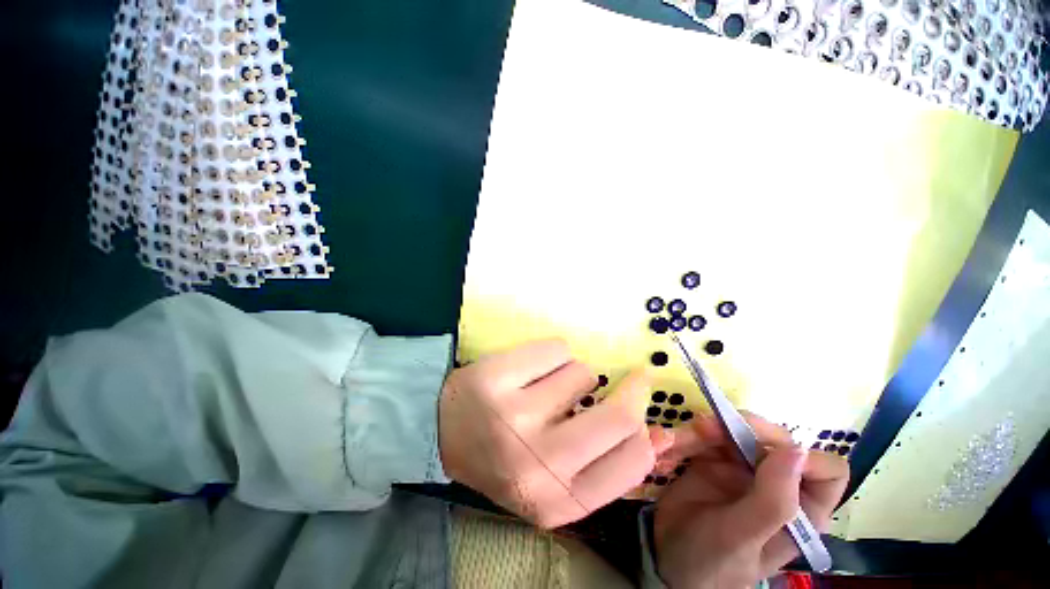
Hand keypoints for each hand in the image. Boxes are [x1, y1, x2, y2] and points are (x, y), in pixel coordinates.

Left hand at [439, 339, 672, 527]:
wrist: (444, 433)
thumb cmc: (506, 457)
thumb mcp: (555, 478)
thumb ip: (606, 462)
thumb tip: (661, 434)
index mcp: (559, 500)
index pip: (633, 461)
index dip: (644, 428)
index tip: (639, 404)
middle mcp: (539, 464)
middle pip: (618, 415)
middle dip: (629, 389)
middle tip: (624, 378)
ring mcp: (514, 418)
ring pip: (583, 372)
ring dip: (573, 375)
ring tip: (545, 387)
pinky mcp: (496, 378)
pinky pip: (556, 348)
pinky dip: (551, 354)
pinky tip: (529, 370)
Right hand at [653, 414, 848, 588]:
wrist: (666, 559)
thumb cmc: (711, 562)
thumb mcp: (741, 538)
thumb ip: (772, 502)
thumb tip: (796, 451)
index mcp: (800, 511)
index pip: (825, 472)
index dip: (804, 457)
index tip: (764, 452)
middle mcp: (776, 485)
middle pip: (776, 441)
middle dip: (744, 429)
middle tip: (708, 428)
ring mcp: (743, 470)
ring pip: (738, 431)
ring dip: (711, 429)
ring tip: (686, 436)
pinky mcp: (713, 460)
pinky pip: (708, 436)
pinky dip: (692, 434)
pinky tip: (678, 443)